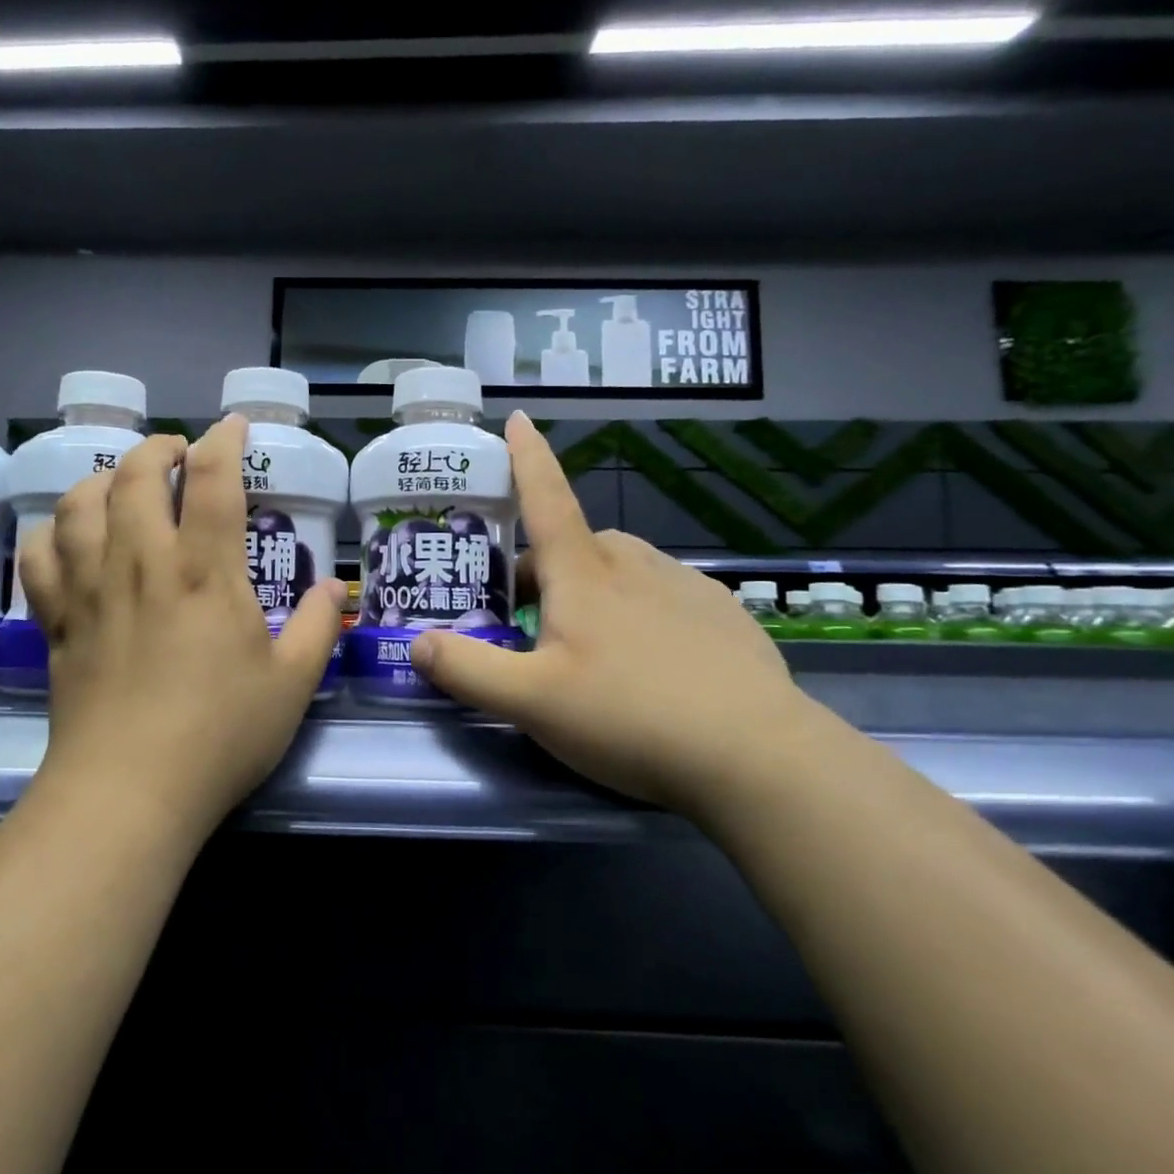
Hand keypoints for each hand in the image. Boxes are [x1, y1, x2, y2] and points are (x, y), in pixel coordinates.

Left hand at [17, 416, 347, 835]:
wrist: (130, 792)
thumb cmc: (220, 735)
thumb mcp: (293, 684)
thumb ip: (318, 627)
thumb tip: (332, 589)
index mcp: (205, 572)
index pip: (213, 480)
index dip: (224, 441)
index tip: (233, 427)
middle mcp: (142, 563)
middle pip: (137, 475)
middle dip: (158, 449)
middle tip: (177, 454)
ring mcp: (92, 588)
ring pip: (81, 502)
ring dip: (104, 478)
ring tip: (123, 485)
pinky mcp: (58, 620)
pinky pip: (39, 554)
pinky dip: (52, 531)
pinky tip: (69, 536)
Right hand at [409, 412, 809, 813]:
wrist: (757, 755)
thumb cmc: (630, 716)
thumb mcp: (532, 703)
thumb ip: (469, 671)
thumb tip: (417, 643)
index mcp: (584, 574)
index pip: (545, 498)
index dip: (526, 458)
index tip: (518, 418)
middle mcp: (633, 564)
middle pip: (576, 544)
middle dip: (545, 569)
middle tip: (530, 624)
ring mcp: (684, 585)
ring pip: (622, 568)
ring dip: (593, 587)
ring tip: (590, 645)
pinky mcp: (722, 613)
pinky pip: (664, 593)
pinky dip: (641, 609)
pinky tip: (651, 661)